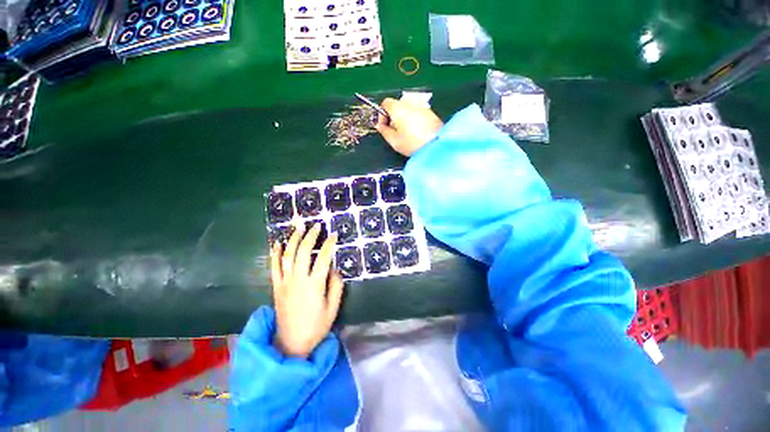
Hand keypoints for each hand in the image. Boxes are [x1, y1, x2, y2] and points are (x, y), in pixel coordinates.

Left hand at [271, 223, 344, 358]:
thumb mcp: (333, 308)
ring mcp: (285, 282)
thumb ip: (336, 286)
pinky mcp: (276, 287)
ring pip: (287, 255)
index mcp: (314, 285)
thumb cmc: (316, 326)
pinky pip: (274, 267)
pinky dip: (275, 253)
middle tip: (316, 226)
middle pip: (303, 252)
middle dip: (310, 236)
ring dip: (293, 239)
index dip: (329, 245)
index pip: (323, 258)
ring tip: (298, 227)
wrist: (291, 343)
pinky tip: (277, 243)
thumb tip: (336, 268)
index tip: (333, 235)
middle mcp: (298, 280)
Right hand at [376, 98, 443, 156]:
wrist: (436, 145)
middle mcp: (409, 103)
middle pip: (397, 105)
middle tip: (395, 131)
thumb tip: (380, 126)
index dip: (382, 114)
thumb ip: (384, 131)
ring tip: (406, 134)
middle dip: (393, 117)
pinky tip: (416, 133)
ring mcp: (421, 107)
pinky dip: (414, 120)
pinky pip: (417, 113)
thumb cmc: (414, 144)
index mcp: (398, 108)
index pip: (385, 103)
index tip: (384, 125)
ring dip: (404, 118)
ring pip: (407, 109)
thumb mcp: (394, 141)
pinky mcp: (430, 113)